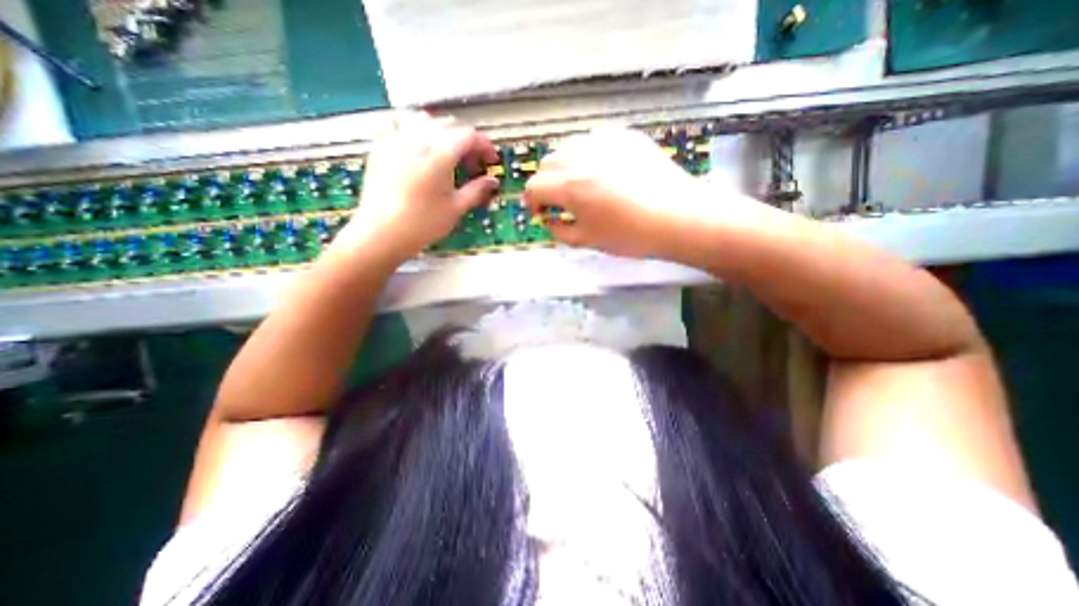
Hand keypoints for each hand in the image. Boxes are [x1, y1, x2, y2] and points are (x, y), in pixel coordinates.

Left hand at [336, 113, 498, 265]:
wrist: (381, 233)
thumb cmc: (423, 224)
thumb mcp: (455, 208)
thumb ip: (477, 190)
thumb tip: (493, 181)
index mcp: (439, 153)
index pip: (469, 135)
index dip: (484, 145)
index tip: (491, 161)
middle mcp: (417, 138)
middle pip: (449, 125)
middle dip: (466, 141)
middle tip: (472, 165)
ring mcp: (395, 139)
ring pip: (425, 120)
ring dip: (443, 132)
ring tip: (448, 154)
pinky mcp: (381, 147)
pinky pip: (400, 125)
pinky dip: (416, 130)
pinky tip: (419, 148)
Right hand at [528, 128, 713, 259]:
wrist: (679, 217)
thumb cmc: (631, 235)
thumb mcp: (587, 240)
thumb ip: (559, 230)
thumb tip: (548, 220)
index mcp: (571, 185)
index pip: (534, 185)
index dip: (532, 201)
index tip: (541, 212)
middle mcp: (583, 156)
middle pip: (547, 162)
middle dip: (547, 183)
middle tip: (559, 201)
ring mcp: (605, 141)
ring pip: (569, 147)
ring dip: (565, 167)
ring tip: (581, 186)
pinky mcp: (625, 135)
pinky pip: (594, 141)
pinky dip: (588, 156)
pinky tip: (603, 172)